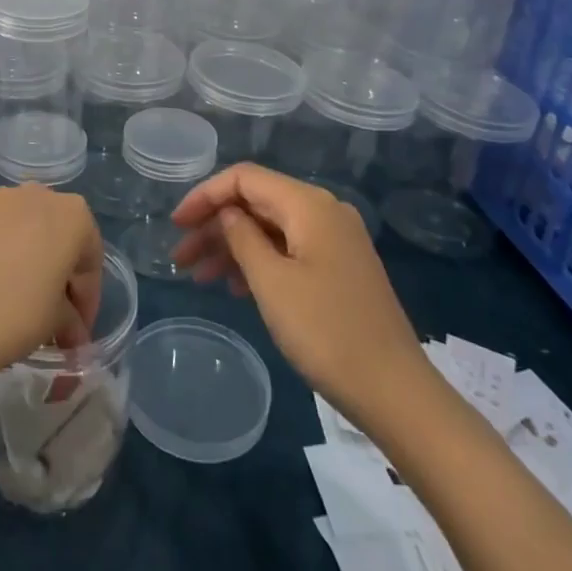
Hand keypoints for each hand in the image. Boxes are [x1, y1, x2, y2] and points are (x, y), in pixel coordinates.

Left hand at [0, 185, 103, 382]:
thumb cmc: (17, 312)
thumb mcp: (56, 321)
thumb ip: (71, 320)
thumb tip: (74, 336)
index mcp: (74, 215)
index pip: (90, 261)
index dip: (88, 300)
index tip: (78, 332)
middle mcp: (41, 195)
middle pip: (60, 239)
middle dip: (61, 278)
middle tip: (55, 318)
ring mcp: (2, 199)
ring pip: (29, 231)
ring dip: (33, 262)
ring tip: (23, 302)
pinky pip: (0, 232)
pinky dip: (5, 254)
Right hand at [171, 164, 428, 418]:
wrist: (396, 392)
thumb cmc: (326, 332)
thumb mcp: (271, 282)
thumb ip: (242, 237)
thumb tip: (227, 213)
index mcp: (309, 204)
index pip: (244, 178)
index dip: (205, 195)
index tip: (176, 224)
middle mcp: (324, 211)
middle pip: (257, 202)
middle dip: (215, 225)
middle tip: (181, 258)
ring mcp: (336, 240)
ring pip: (271, 228)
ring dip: (233, 246)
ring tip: (201, 277)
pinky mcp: (340, 267)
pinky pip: (289, 249)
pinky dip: (259, 261)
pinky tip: (236, 287)